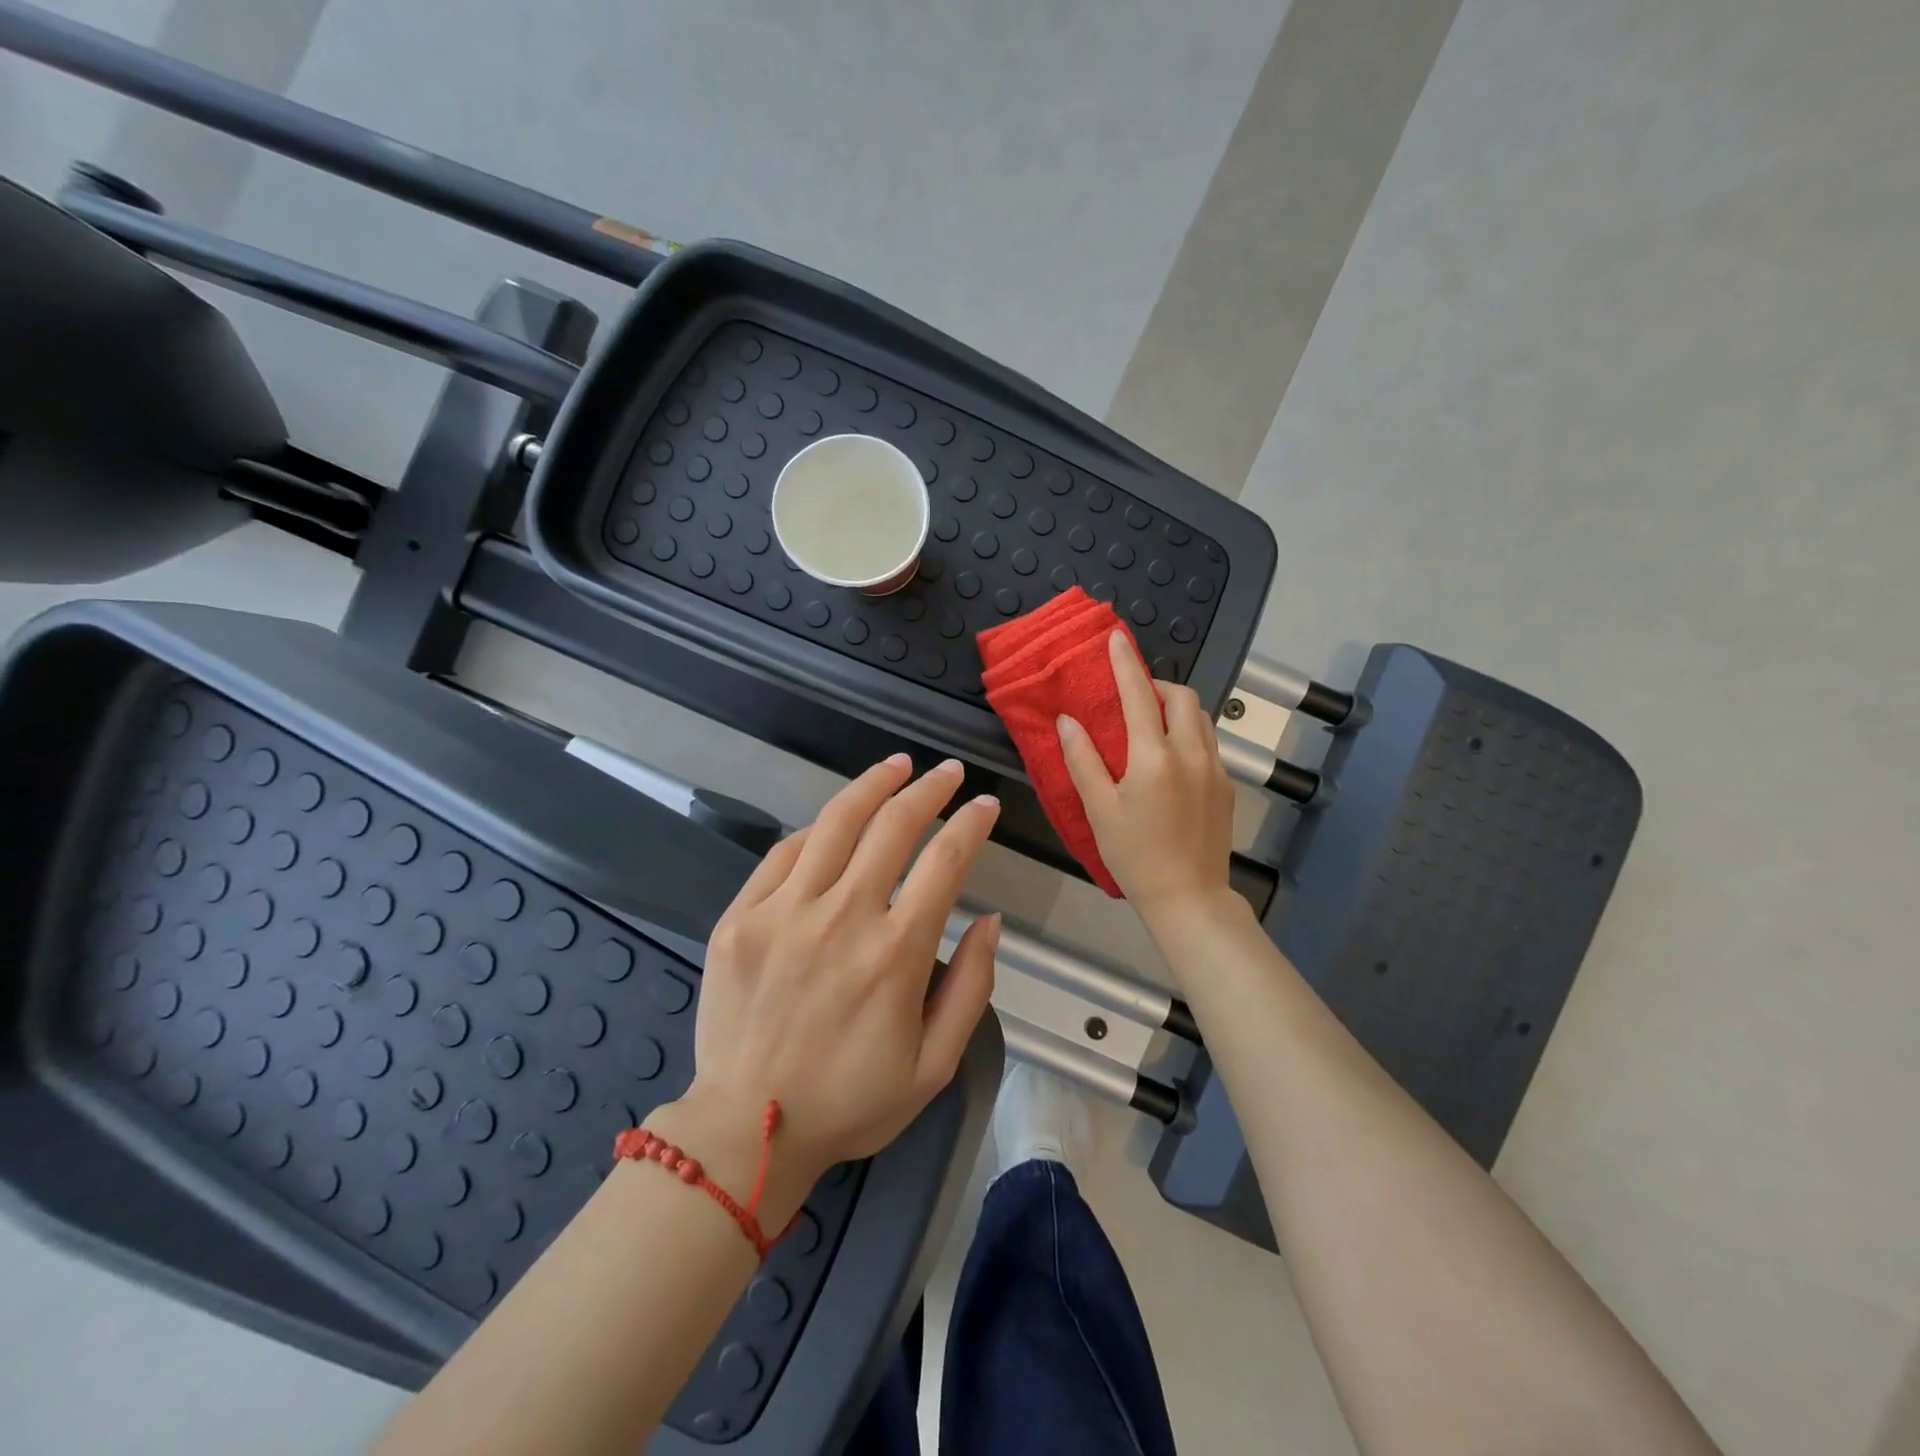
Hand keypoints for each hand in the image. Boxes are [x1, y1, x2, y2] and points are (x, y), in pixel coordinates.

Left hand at [660, 757, 1000, 1217]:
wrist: (745, 1129)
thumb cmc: (850, 1102)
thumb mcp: (934, 1066)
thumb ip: (971, 987)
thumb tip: (990, 921)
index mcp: (896, 953)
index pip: (945, 861)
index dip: (971, 823)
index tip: (984, 805)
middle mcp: (842, 917)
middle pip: (894, 825)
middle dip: (930, 789)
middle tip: (947, 774)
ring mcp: (784, 911)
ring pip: (836, 822)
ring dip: (873, 785)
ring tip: (897, 766)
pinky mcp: (741, 917)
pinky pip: (784, 852)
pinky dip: (816, 829)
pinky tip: (833, 821)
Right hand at [1058, 631, 1235, 923]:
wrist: (1189, 897)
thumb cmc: (1134, 855)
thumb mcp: (1098, 810)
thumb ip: (1082, 760)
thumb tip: (1068, 721)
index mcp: (1153, 757)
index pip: (1138, 695)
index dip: (1125, 664)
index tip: (1116, 638)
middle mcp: (1190, 753)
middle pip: (1181, 697)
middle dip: (1157, 684)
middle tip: (1133, 696)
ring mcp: (1215, 769)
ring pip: (1200, 717)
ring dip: (1176, 707)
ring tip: (1152, 723)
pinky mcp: (1227, 786)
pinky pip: (1208, 742)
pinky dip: (1188, 732)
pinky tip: (1171, 757)